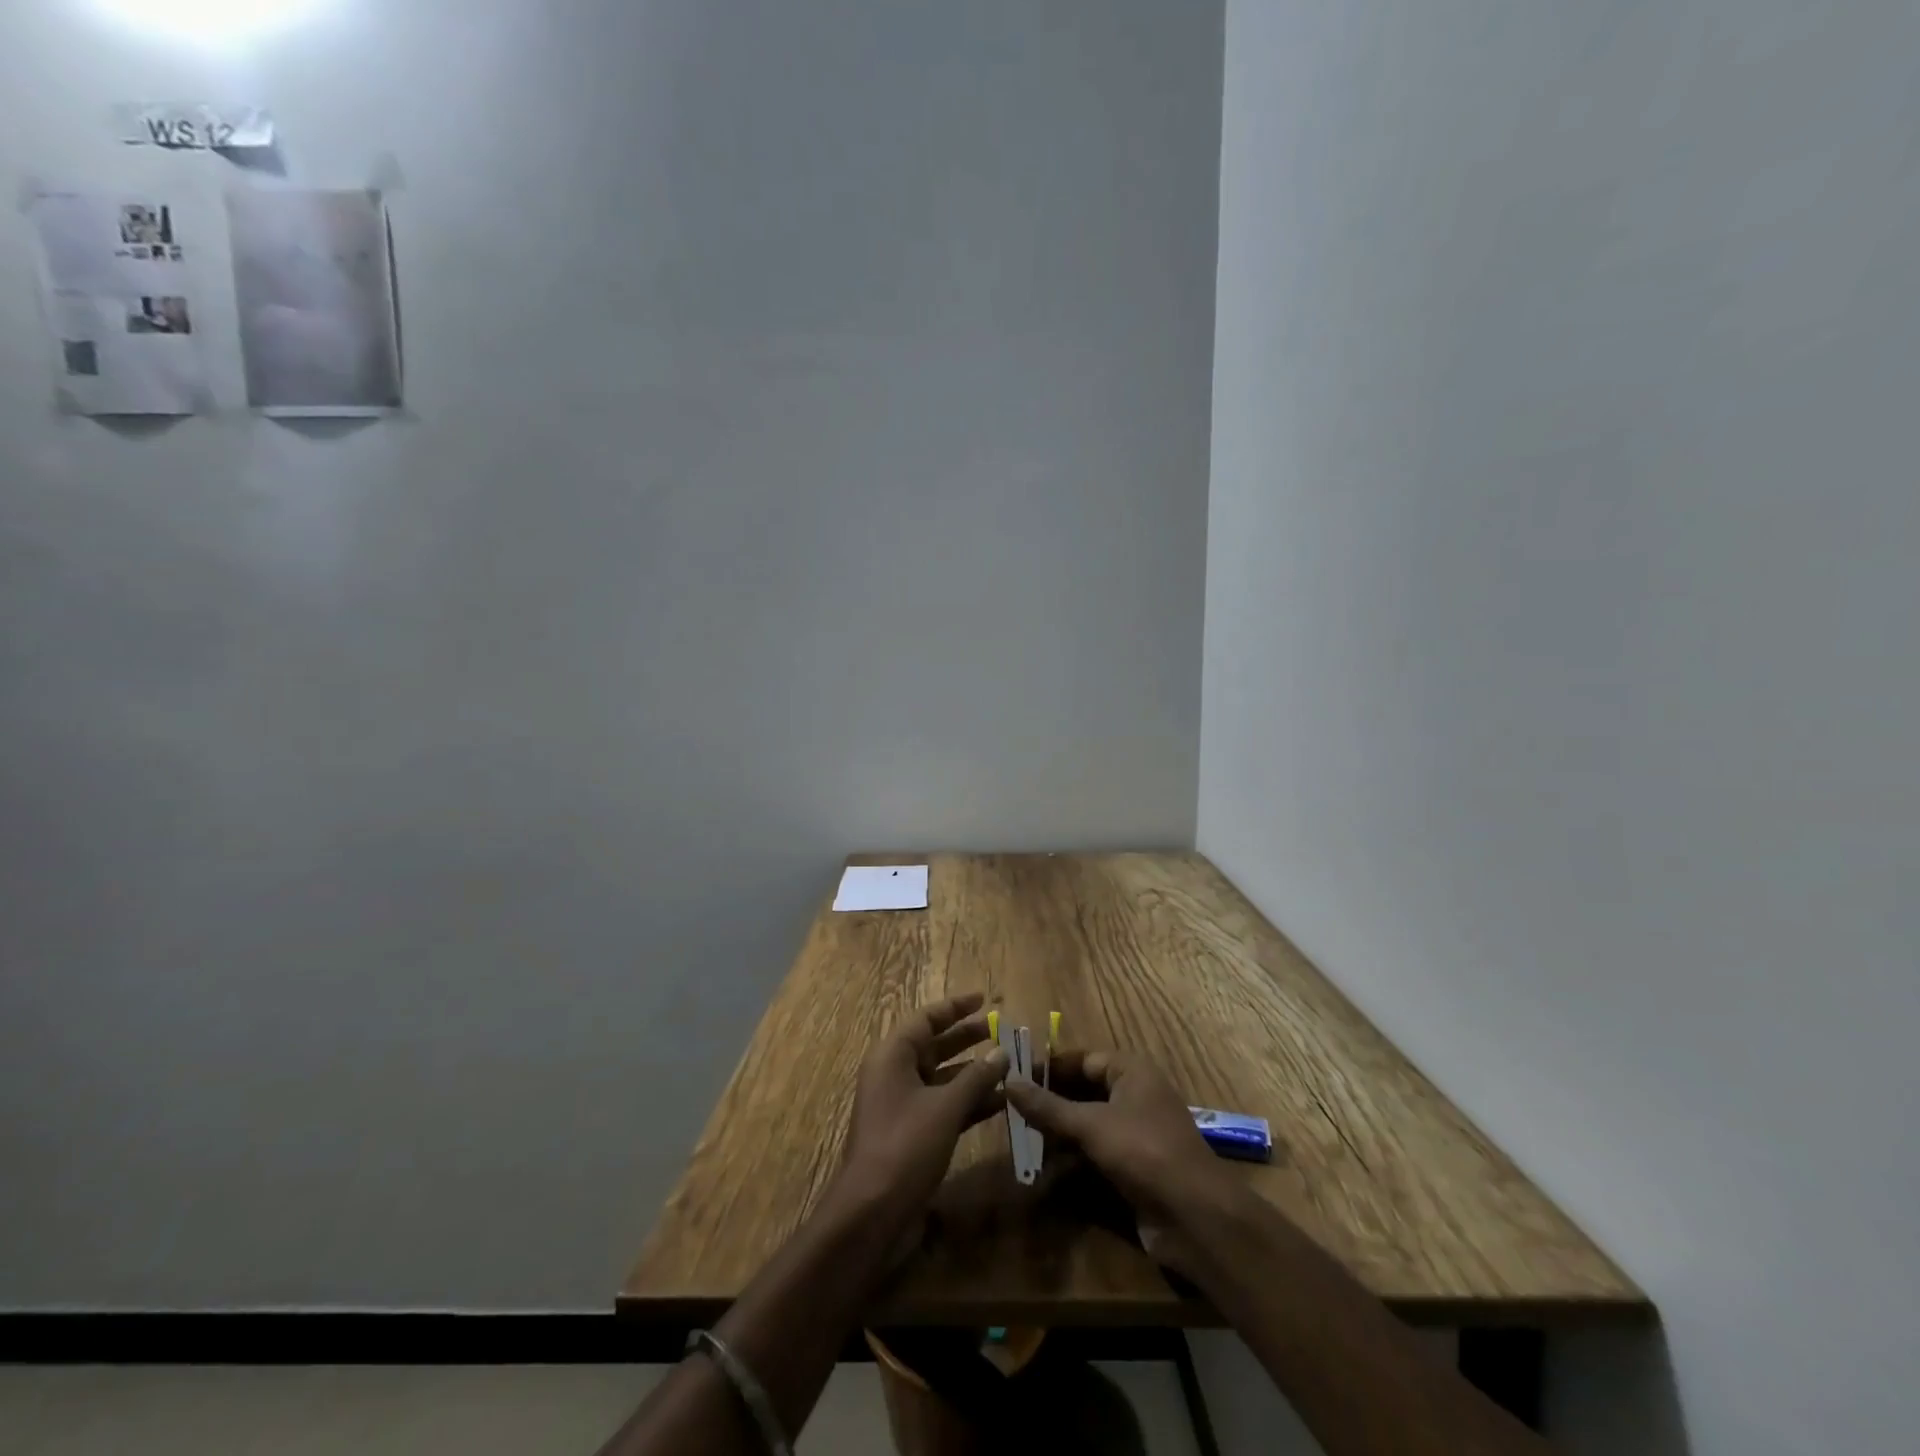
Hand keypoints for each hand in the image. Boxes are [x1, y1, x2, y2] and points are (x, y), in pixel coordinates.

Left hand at [832, 992, 1009, 1241]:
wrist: (872, 1212)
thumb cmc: (905, 1146)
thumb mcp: (945, 1107)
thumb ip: (976, 1078)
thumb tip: (1002, 1052)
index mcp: (893, 1056)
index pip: (926, 1018)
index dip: (955, 1007)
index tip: (983, 999)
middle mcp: (894, 1073)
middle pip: (934, 1045)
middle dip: (968, 1038)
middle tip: (1001, 1029)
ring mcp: (902, 1104)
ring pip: (942, 1077)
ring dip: (974, 1072)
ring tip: (1009, 1065)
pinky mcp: (911, 1132)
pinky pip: (943, 1104)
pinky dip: (968, 1101)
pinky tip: (1000, 1102)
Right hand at [1006, 1049, 1243, 1277]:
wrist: (1196, 1218)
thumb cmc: (1144, 1152)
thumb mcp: (1091, 1125)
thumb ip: (1048, 1106)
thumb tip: (1010, 1081)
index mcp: (1131, 1072)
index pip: (1082, 1059)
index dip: (1050, 1067)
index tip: (1015, 1077)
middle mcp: (1134, 1097)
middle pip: (1083, 1092)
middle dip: (1050, 1104)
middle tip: (1012, 1111)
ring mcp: (1135, 1134)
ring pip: (1087, 1126)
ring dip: (1057, 1135)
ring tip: (1021, 1142)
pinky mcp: (1134, 1168)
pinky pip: (1095, 1155)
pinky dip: (1072, 1162)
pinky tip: (1044, 1173)